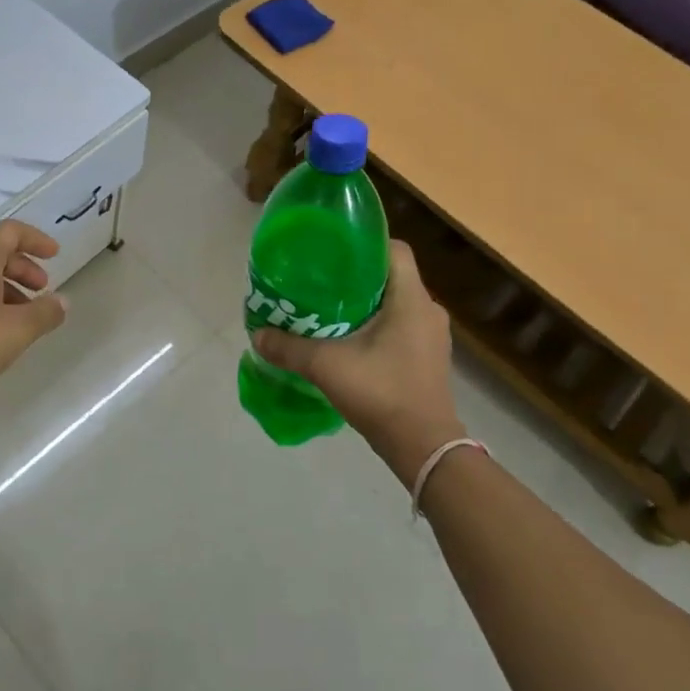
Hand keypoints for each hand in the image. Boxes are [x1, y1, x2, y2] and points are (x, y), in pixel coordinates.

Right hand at [252, 240, 464, 485]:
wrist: (424, 447)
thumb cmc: (381, 393)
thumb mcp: (326, 366)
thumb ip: (289, 348)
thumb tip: (256, 335)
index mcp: (411, 299)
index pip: (394, 249)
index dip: (365, 243)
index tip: (333, 250)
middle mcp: (428, 310)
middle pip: (392, 276)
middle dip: (357, 275)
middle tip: (322, 280)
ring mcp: (433, 336)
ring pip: (397, 303)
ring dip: (367, 303)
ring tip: (330, 309)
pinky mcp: (429, 358)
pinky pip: (402, 326)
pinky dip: (378, 326)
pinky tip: (351, 340)